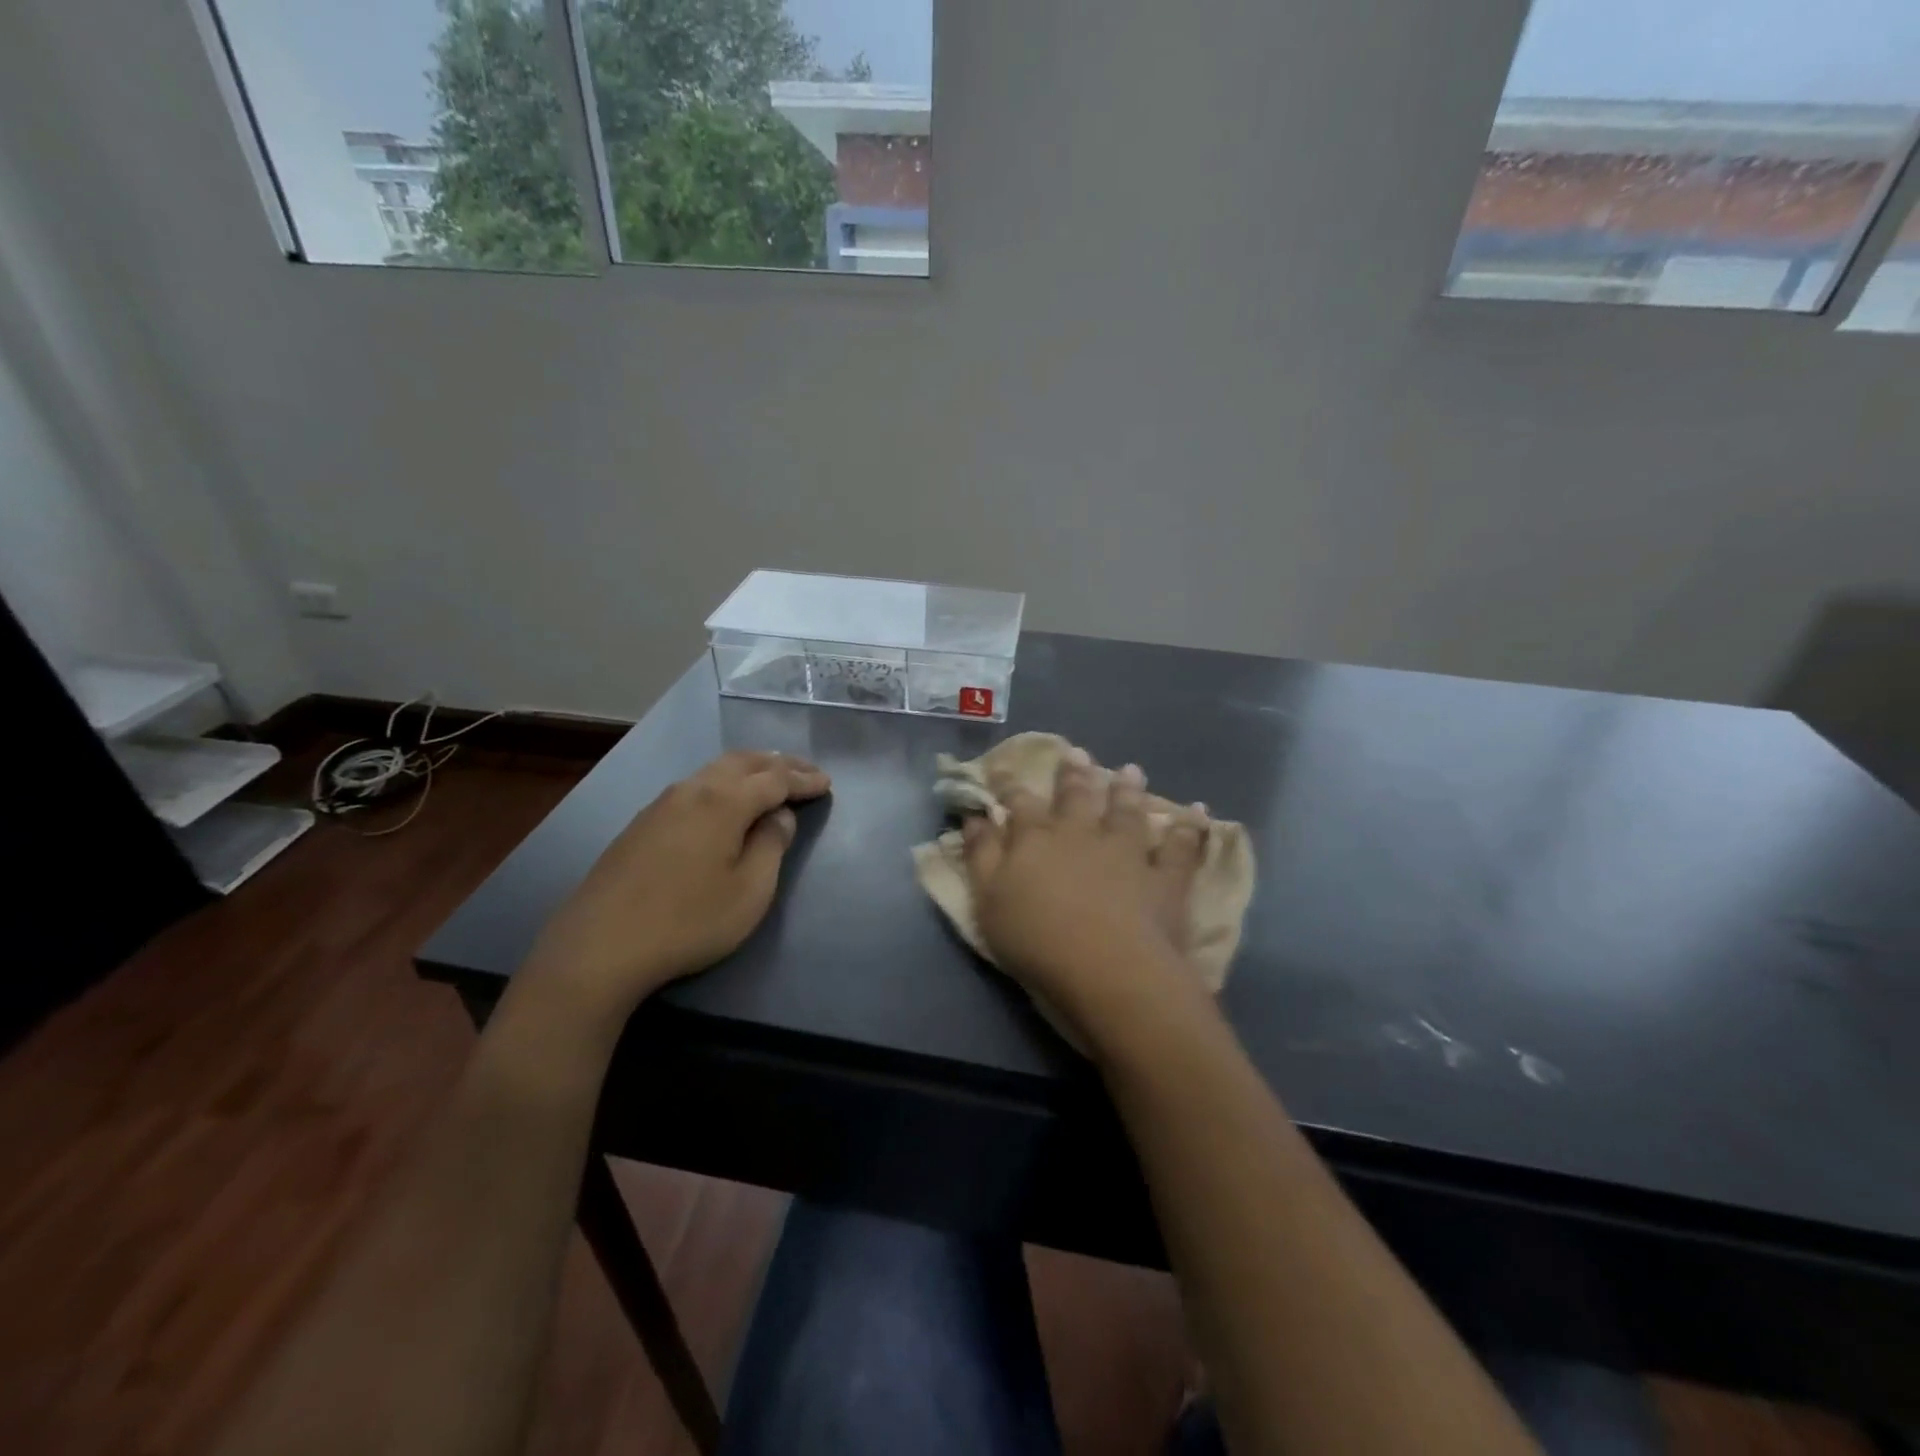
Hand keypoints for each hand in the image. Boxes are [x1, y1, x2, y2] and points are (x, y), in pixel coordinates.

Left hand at [521, 751, 829, 1028]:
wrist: (599, 947)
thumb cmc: (688, 921)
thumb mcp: (750, 892)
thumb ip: (771, 846)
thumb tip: (779, 815)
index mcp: (724, 801)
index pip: (774, 779)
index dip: (803, 780)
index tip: (826, 784)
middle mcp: (692, 790)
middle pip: (743, 762)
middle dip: (779, 763)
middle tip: (806, 771)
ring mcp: (662, 804)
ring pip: (714, 769)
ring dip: (749, 768)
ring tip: (771, 776)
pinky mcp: (642, 823)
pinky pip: (695, 785)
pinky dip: (723, 782)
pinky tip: (725, 798)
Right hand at [961, 749, 1211, 1045]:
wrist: (1107, 968)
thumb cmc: (1036, 939)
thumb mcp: (988, 900)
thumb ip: (981, 855)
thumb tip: (974, 817)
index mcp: (1036, 839)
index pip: (1020, 804)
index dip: (1011, 787)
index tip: (1006, 770)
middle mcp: (1082, 835)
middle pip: (1076, 797)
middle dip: (1073, 775)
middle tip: (1077, 753)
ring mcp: (1127, 852)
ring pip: (1127, 812)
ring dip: (1127, 790)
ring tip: (1130, 770)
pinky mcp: (1165, 878)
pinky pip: (1182, 847)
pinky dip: (1190, 828)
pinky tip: (1198, 811)